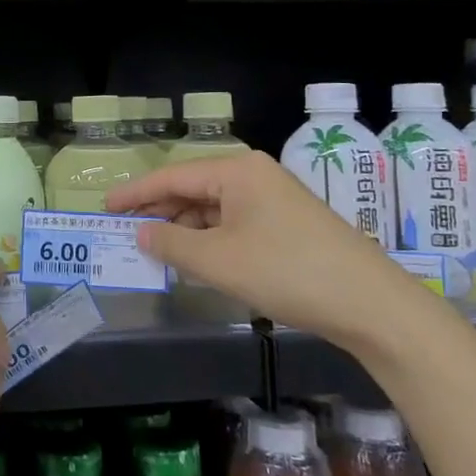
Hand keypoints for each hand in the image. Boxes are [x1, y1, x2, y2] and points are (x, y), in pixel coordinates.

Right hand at [105, 151, 422, 348]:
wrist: (371, 304)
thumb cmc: (287, 272)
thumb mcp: (219, 260)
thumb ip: (172, 243)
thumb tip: (141, 233)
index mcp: (236, 171)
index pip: (172, 176)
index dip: (135, 193)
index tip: (104, 207)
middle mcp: (254, 175)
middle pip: (193, 189)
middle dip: (159, 211)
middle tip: (125, 232)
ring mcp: (274, 199)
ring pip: (214, 208)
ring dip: (185, 228)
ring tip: (156, 250)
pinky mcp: (287, 223)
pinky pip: (234, 223)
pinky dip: (210, 239)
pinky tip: (197, 259)